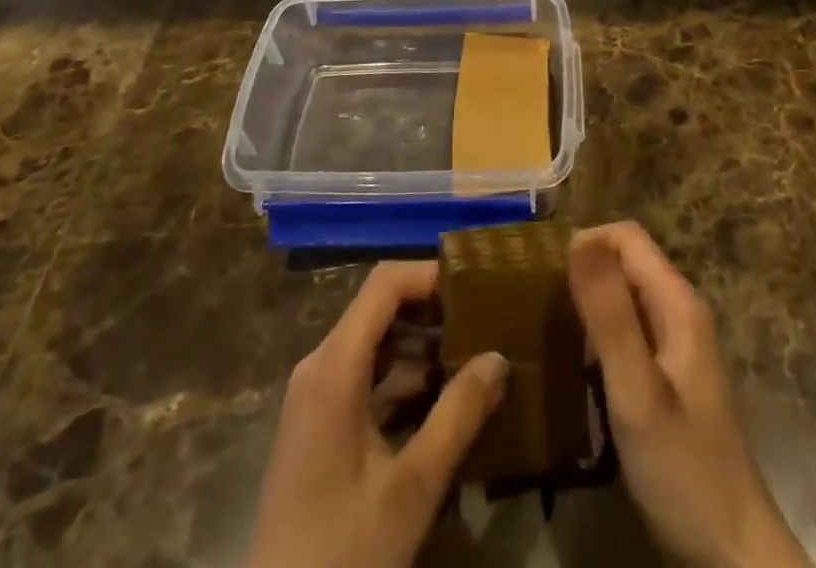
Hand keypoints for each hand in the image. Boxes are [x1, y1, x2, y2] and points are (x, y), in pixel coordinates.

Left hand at [245, 262, 509, 567]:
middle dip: (433, 310)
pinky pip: (366, 376)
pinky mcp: (320, 425)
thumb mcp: (412, 487)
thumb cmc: (343, 551)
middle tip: (484, 321)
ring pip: (375, 343)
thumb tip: (499, 357)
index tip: (476, 286)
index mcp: (334, 367)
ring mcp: (316, 396)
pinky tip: (443, 400)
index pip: (384, 284)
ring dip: (422, 345)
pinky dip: (404, 376)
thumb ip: (458, 416)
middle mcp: (320, 367)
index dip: (429, 275)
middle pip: (380, 309)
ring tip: (473, 357)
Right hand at [570, 223, 810, 567]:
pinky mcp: (669, 370)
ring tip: (549, 332)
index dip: (584, 243)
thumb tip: (577, 241)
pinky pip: (628, 326)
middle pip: (624, 260)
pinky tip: (577, 366)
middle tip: (538, 307)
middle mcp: (680, 308)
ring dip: (588, 302)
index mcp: (677, 301)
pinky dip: (599, 332)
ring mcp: (677, 340)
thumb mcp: (637, 392)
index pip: (625, 235)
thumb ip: (609, 317)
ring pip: (624, 293)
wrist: (732, 550)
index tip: (543, 278)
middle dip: (582, 271)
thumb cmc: (683, 468)